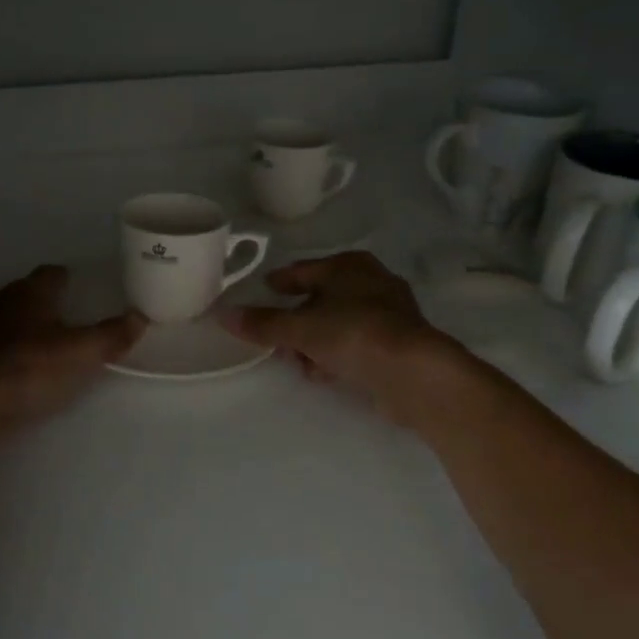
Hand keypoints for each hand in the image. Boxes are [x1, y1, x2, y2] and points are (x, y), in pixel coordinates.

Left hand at [0, 265, 143, 437]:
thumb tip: (140, 317)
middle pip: (8, 288)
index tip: (67, 283)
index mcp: (29, 296)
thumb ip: (111, 336)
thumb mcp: (81, 356)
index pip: (48, 275)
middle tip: (35, 314)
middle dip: (20, 296)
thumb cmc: (29, 371)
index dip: (59, 278)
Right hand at [220, 251, 472, 423]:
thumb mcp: (299, 328)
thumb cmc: (353, 333)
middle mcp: (371, 281)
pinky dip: (336, 355)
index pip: (303, 270)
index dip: (281, 282)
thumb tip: (223, 315)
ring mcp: (389, 313)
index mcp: (348, 265)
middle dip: (296, 320)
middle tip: (276, 338)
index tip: (264, 290)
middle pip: (321, 298)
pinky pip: (355, 345)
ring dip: (315, 342)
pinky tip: (323, 373)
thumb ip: (262, 323)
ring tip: (298, 362)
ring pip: (338, 323)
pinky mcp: (398, 344)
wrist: (414, 372)